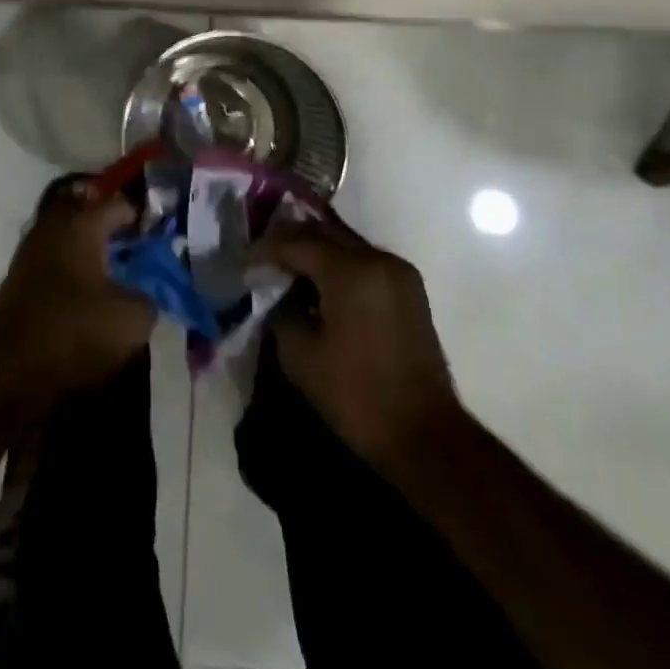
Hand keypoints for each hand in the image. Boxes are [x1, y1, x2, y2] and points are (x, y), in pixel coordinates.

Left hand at [0, 179, 154, 398]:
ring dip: (91, 247)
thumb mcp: (133, 319)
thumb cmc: (75, 332)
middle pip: (88, 211)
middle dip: (111, 226)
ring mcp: (31, 249)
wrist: (9, 370)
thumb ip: (148, 296)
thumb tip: (141, 293)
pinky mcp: (19, 277)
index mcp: (82, 223)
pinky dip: (74, 267)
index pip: (120, 204)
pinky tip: (90, 290)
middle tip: (135, 246)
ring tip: (116, 271)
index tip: (160, 237)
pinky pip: (56, 258)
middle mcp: (53, 225)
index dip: (143, 218)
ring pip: (69, 235)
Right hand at [255, 216, 462, 476]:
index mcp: (350, 271)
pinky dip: (337, 263)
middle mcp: (377, 259)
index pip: (296, 242)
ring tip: (285, 268)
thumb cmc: (357, 396)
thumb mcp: (301, 356)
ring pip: (344, 243)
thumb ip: (282, 312)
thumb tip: (278, 295)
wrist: (425, 436)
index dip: (265, 249)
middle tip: (261, 257)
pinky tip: (317, 282)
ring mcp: (398, 272)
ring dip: (314, 250)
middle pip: (323, 232)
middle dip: (289, 240)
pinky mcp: (408, 289)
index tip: (243, 262)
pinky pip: (363, 260)